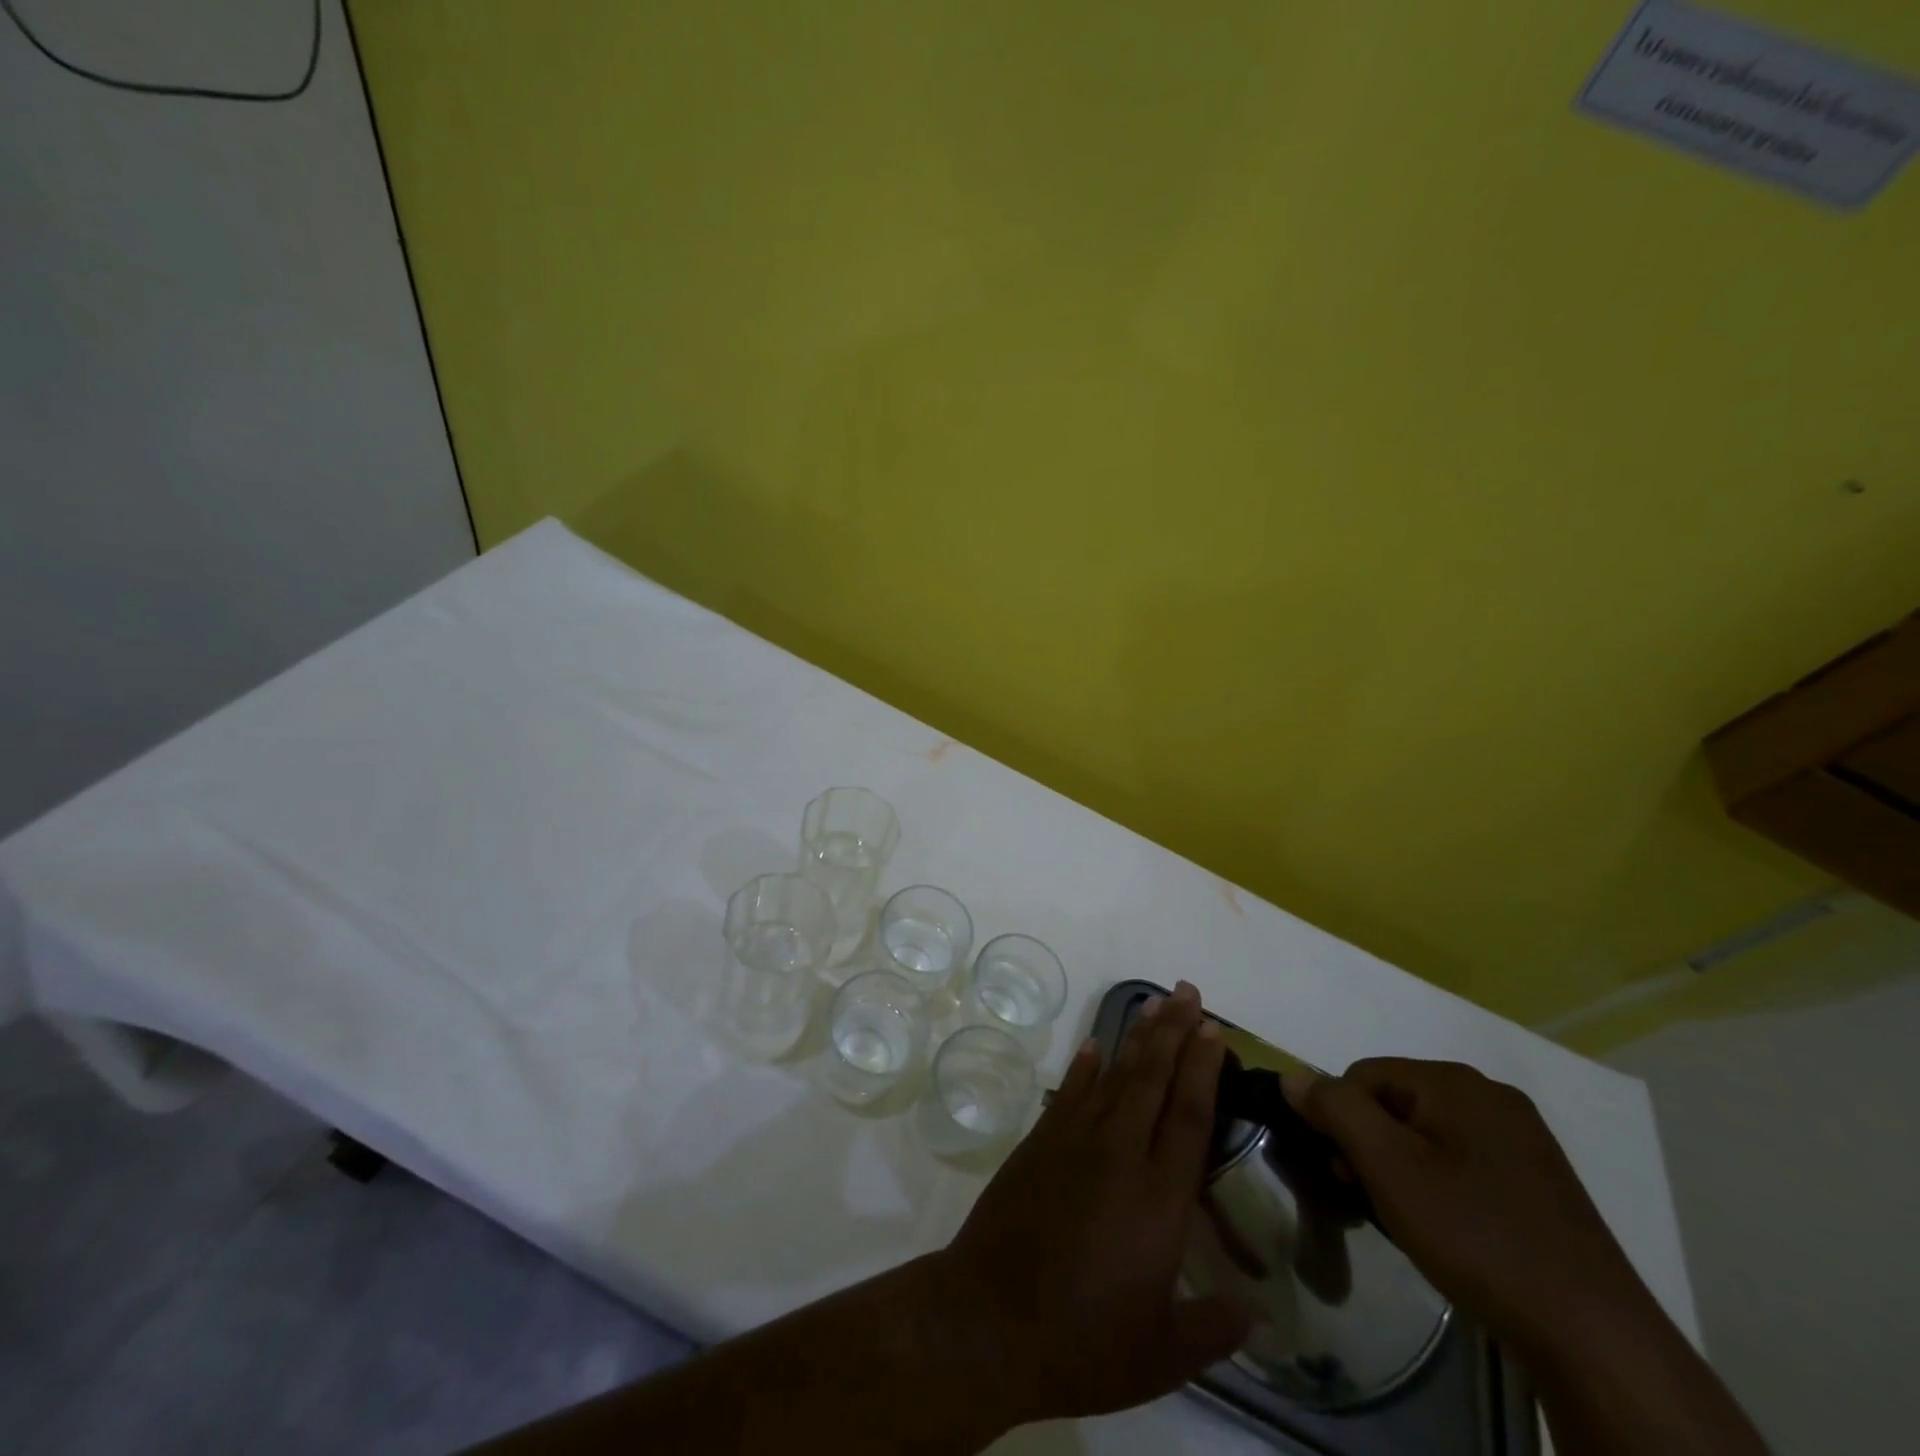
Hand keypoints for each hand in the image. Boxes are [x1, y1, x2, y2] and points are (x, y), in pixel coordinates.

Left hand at [936, 981, 1250, 1426]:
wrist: (989, 1319)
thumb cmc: (1083, 1342)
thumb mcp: (1161, 1355)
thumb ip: (1213, 1329)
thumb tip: (1258, 1316)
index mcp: (1160, 1199)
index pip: (1189, 1115)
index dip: (1204, 1068)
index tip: (1214, 1030)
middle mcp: (1120, 1153)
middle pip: (1154, 1077)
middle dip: (1174, 1031)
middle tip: (1188, 992)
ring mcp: (1074, 1140)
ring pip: (1115, 1074)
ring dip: (1138, 1036)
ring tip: (1155, 1002)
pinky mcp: (1039, 1141)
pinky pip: (1070, 1091)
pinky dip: (1086, 1065)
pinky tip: (1096, 1044)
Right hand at [1282, 1058, 1656, 1362]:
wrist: (1594, 1339)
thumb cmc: (1476, 1236)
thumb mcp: (1388, 1166)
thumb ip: (1334, 1109)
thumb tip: (1293, 1075)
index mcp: (1456, 1082)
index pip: (1363, 1075)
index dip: (1341, 1120)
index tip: (1344, 1173)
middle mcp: (1492, 1096)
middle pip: (1396, 1102)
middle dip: (1371, 1145)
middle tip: (1369, 1198)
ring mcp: (1523, 1140)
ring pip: (1429, 1135)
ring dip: (1403, 1168)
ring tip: (1408, 1220)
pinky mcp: (1540, 1182)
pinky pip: (1465, 1162)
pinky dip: (1441, 1185)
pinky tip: (1451, 1230)